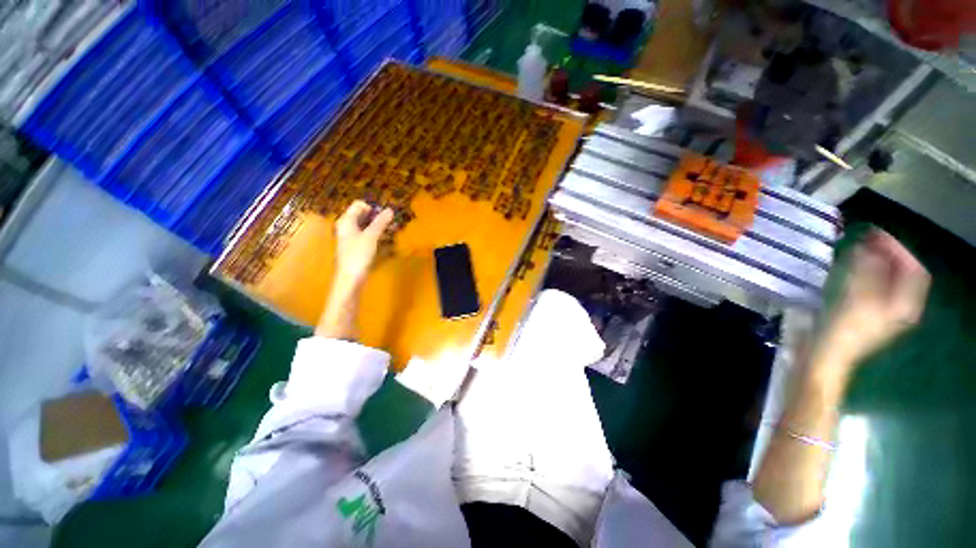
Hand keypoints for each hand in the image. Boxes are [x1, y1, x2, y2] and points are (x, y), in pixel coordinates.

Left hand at [333, 201, 393, 288]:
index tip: (385, 215)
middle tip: (391, 222)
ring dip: (377, 225)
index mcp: (346, 221)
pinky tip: (383, 238)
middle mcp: (347, 226)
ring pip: (365, 225)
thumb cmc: (358, 255)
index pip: (359, 205)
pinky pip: (366, 234)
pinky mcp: (356, 246)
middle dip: (377, 216)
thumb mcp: (371, 237)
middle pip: (362, 214)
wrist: (350, 278)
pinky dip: (375, 233)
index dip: (373, 207)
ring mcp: (351, 236)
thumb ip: (381, 222)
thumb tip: (390, 210)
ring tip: (390, 229)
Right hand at [821, 229, 930, 368]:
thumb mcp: (856, 299)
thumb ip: (866, 271)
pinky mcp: (864, 312)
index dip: (898, 249)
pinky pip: (872, 286)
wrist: (824, 357)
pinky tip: (849, 268)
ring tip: (856, 248)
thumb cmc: (842, 330)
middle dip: (887, 253)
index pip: (914, 269)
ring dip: (874, 261)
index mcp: (904, 305)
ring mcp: (881, 311)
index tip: (876, 233)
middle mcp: (899, 307)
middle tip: (866, 238)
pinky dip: (864, 272)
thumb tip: (868, 246)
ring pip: (886, 279)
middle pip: (902, 273)